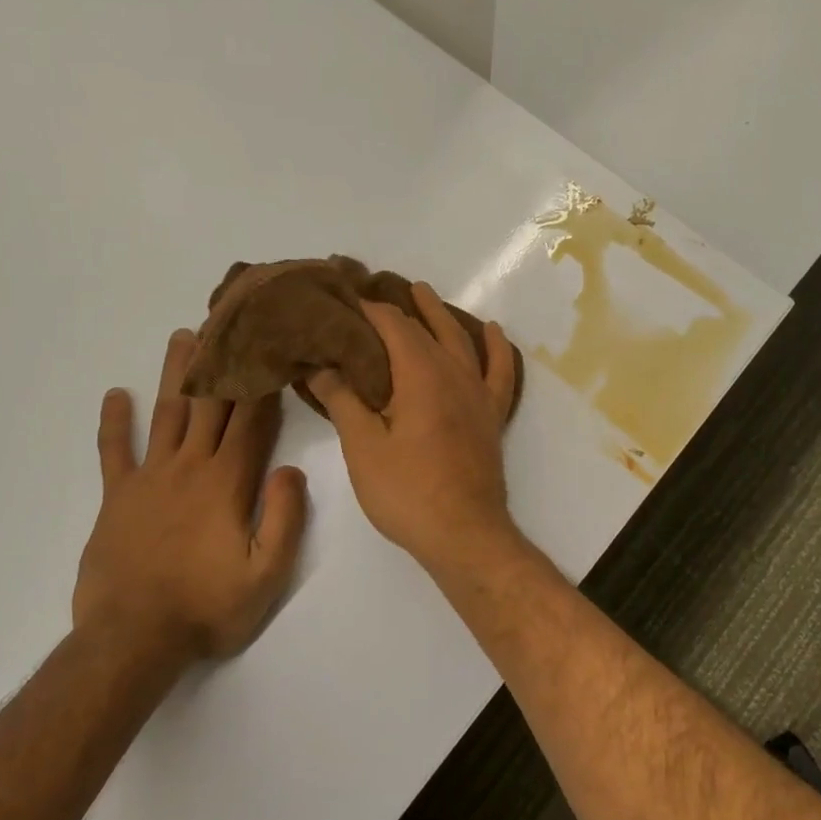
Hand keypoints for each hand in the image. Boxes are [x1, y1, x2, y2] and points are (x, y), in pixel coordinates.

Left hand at [73, 330, 307, 663]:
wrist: (133, 639)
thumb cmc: (208, 607)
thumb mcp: (266, 574)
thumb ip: (284, 518)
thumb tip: (291, 469)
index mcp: (228, 482)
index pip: (251, 420)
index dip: (262, 381)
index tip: (269, 344)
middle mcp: (189, 467)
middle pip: (208, 403)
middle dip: (221, 359)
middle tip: (225, 318)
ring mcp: (149, 479)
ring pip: (166, 413)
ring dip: (175, 373)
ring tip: (182, 336)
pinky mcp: (116, 498)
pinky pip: (113, 452)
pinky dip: (113, 423)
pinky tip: (114, 395)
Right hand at [309, 282, 520, 574]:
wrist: (464, 533)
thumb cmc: (407, 492)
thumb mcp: (363, 447)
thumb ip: (343, 400)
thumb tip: (320, 365)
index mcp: (420, 374)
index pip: (392, 326)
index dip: (368, 309)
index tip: (345, 297)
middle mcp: (454, 373)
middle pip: (427, 326)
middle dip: (401, 305)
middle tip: (378, 286)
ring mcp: (478, 393)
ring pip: (462, 340)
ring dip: (441, 314)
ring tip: (424, 294)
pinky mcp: (492, 415)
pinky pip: (500, 371)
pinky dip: (495, 348)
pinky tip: (492, 332)